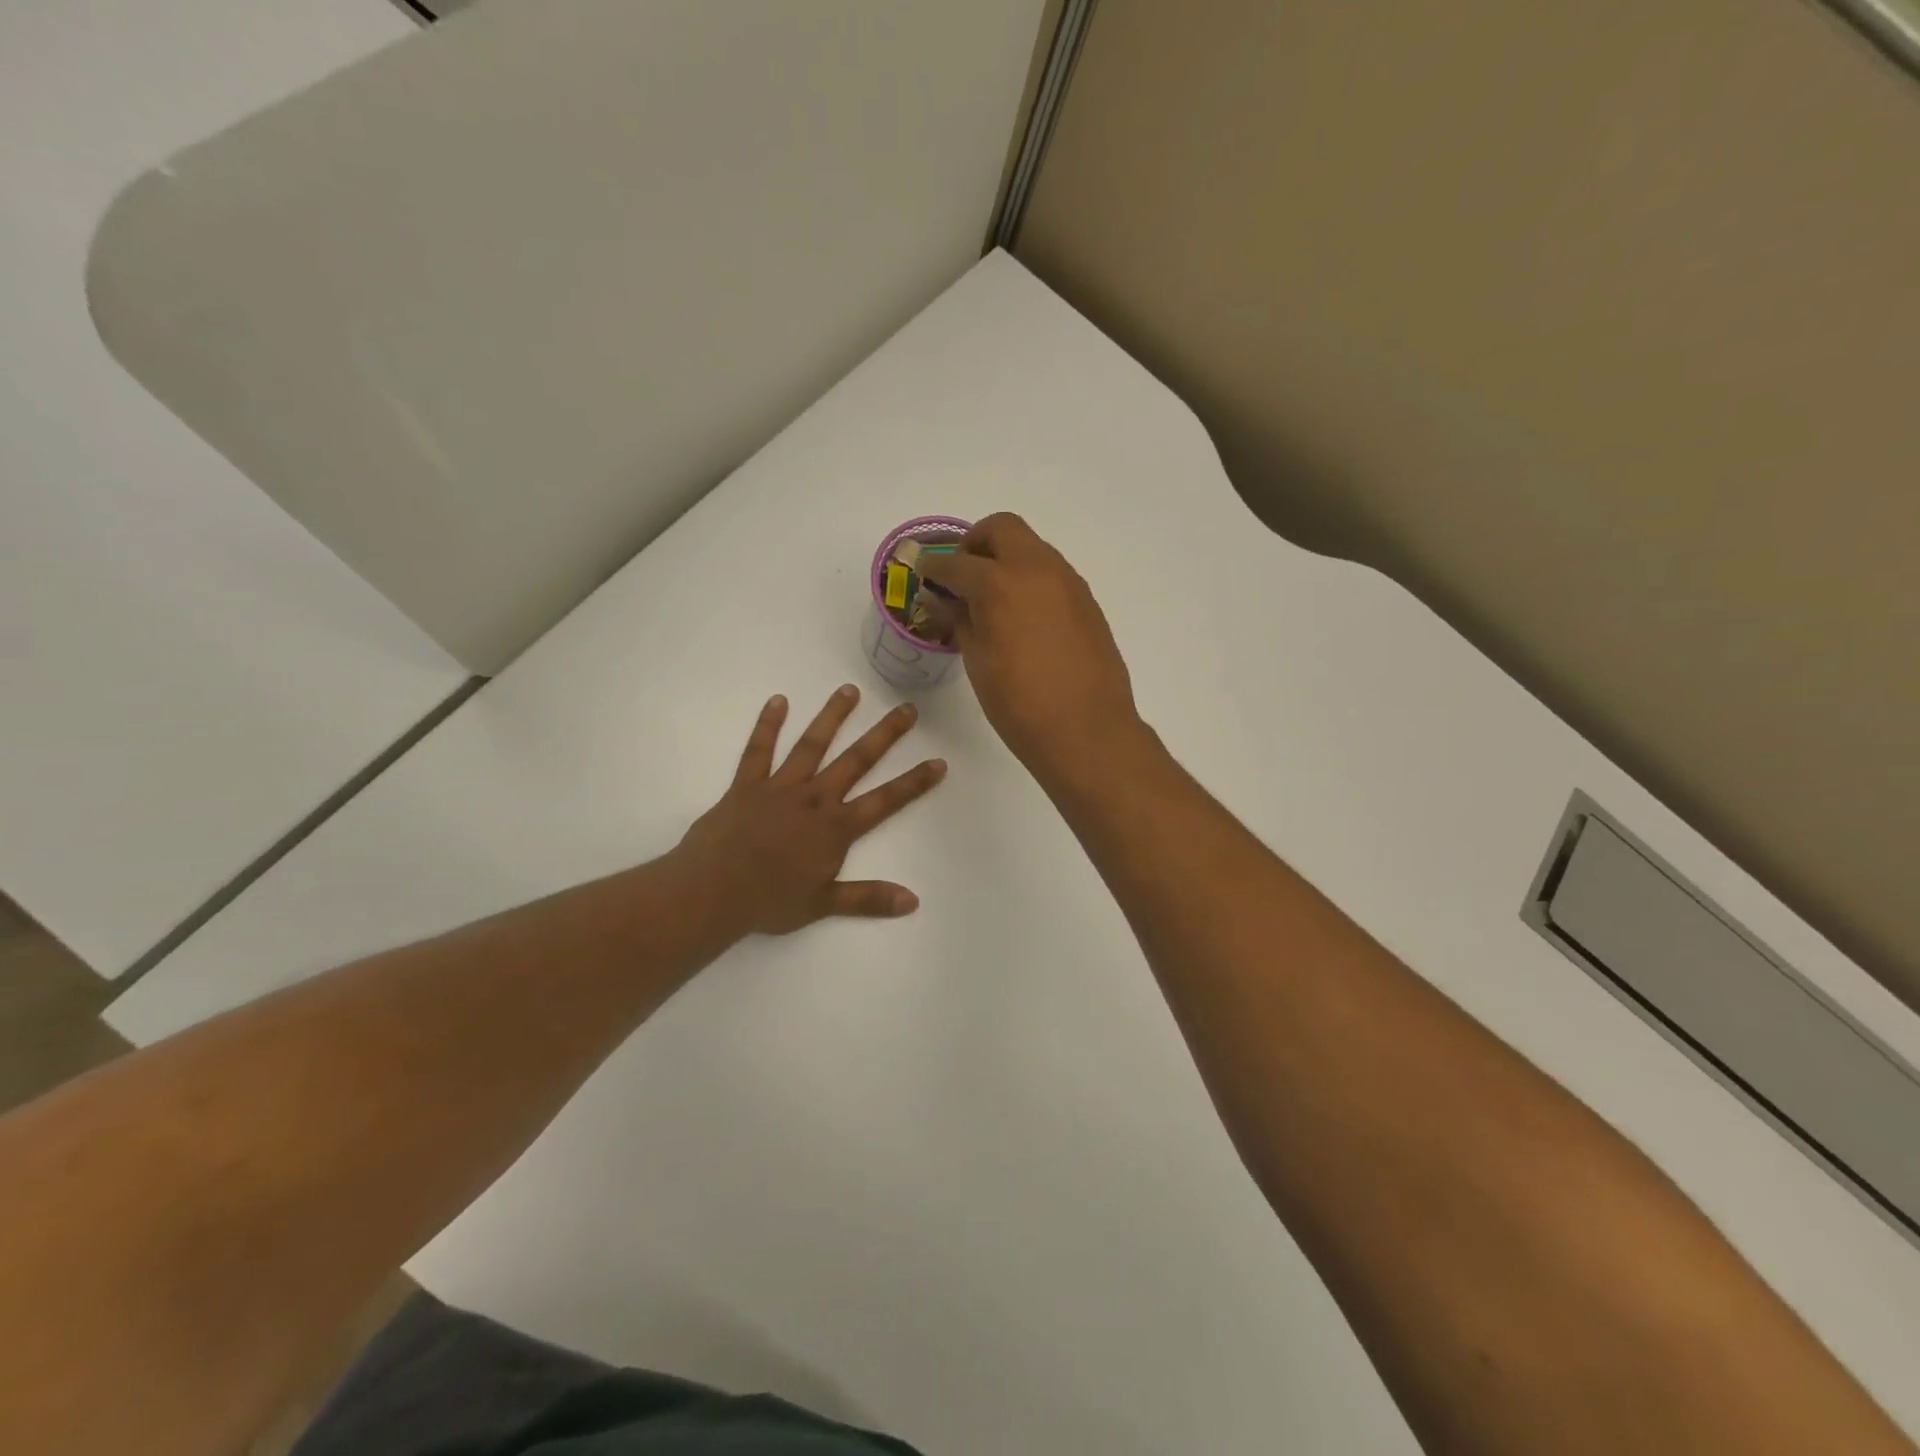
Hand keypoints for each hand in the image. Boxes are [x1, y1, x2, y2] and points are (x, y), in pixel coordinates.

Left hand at [672, 685, 946, 935]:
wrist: (713, 891)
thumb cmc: (770, 901)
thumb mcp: (824, 905)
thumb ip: (869, 898)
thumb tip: (913, 901)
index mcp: (836, 828)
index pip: (886, 800)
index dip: (914, 782)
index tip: (938, 761)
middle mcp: (815, 798)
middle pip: (856, 760)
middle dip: (884, 734)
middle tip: (906, 708)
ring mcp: (781, 787)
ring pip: (812, 745)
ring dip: (832, 717)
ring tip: (850, 690)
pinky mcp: (747, 784)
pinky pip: (759, 749)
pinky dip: (768, 724)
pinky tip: (778, 700)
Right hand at [919, 513, 1140, 774]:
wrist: (1087, 730)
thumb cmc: (1020, 703)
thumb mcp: (977, 662)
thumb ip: (960, 621)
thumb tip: (945, 600)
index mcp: (998, 583)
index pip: (956, 563)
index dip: (935, 567)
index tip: (924, 573)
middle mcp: (1036, 569)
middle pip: (1002, 529)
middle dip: (975, 543)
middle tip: (963, 573)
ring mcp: (1068, 582)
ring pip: (1032, 547)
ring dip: (1007, 559)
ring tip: (993, 597)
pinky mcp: (1087, 601)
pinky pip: (1052, 573)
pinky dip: (1031, 579)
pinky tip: (1023, 616)